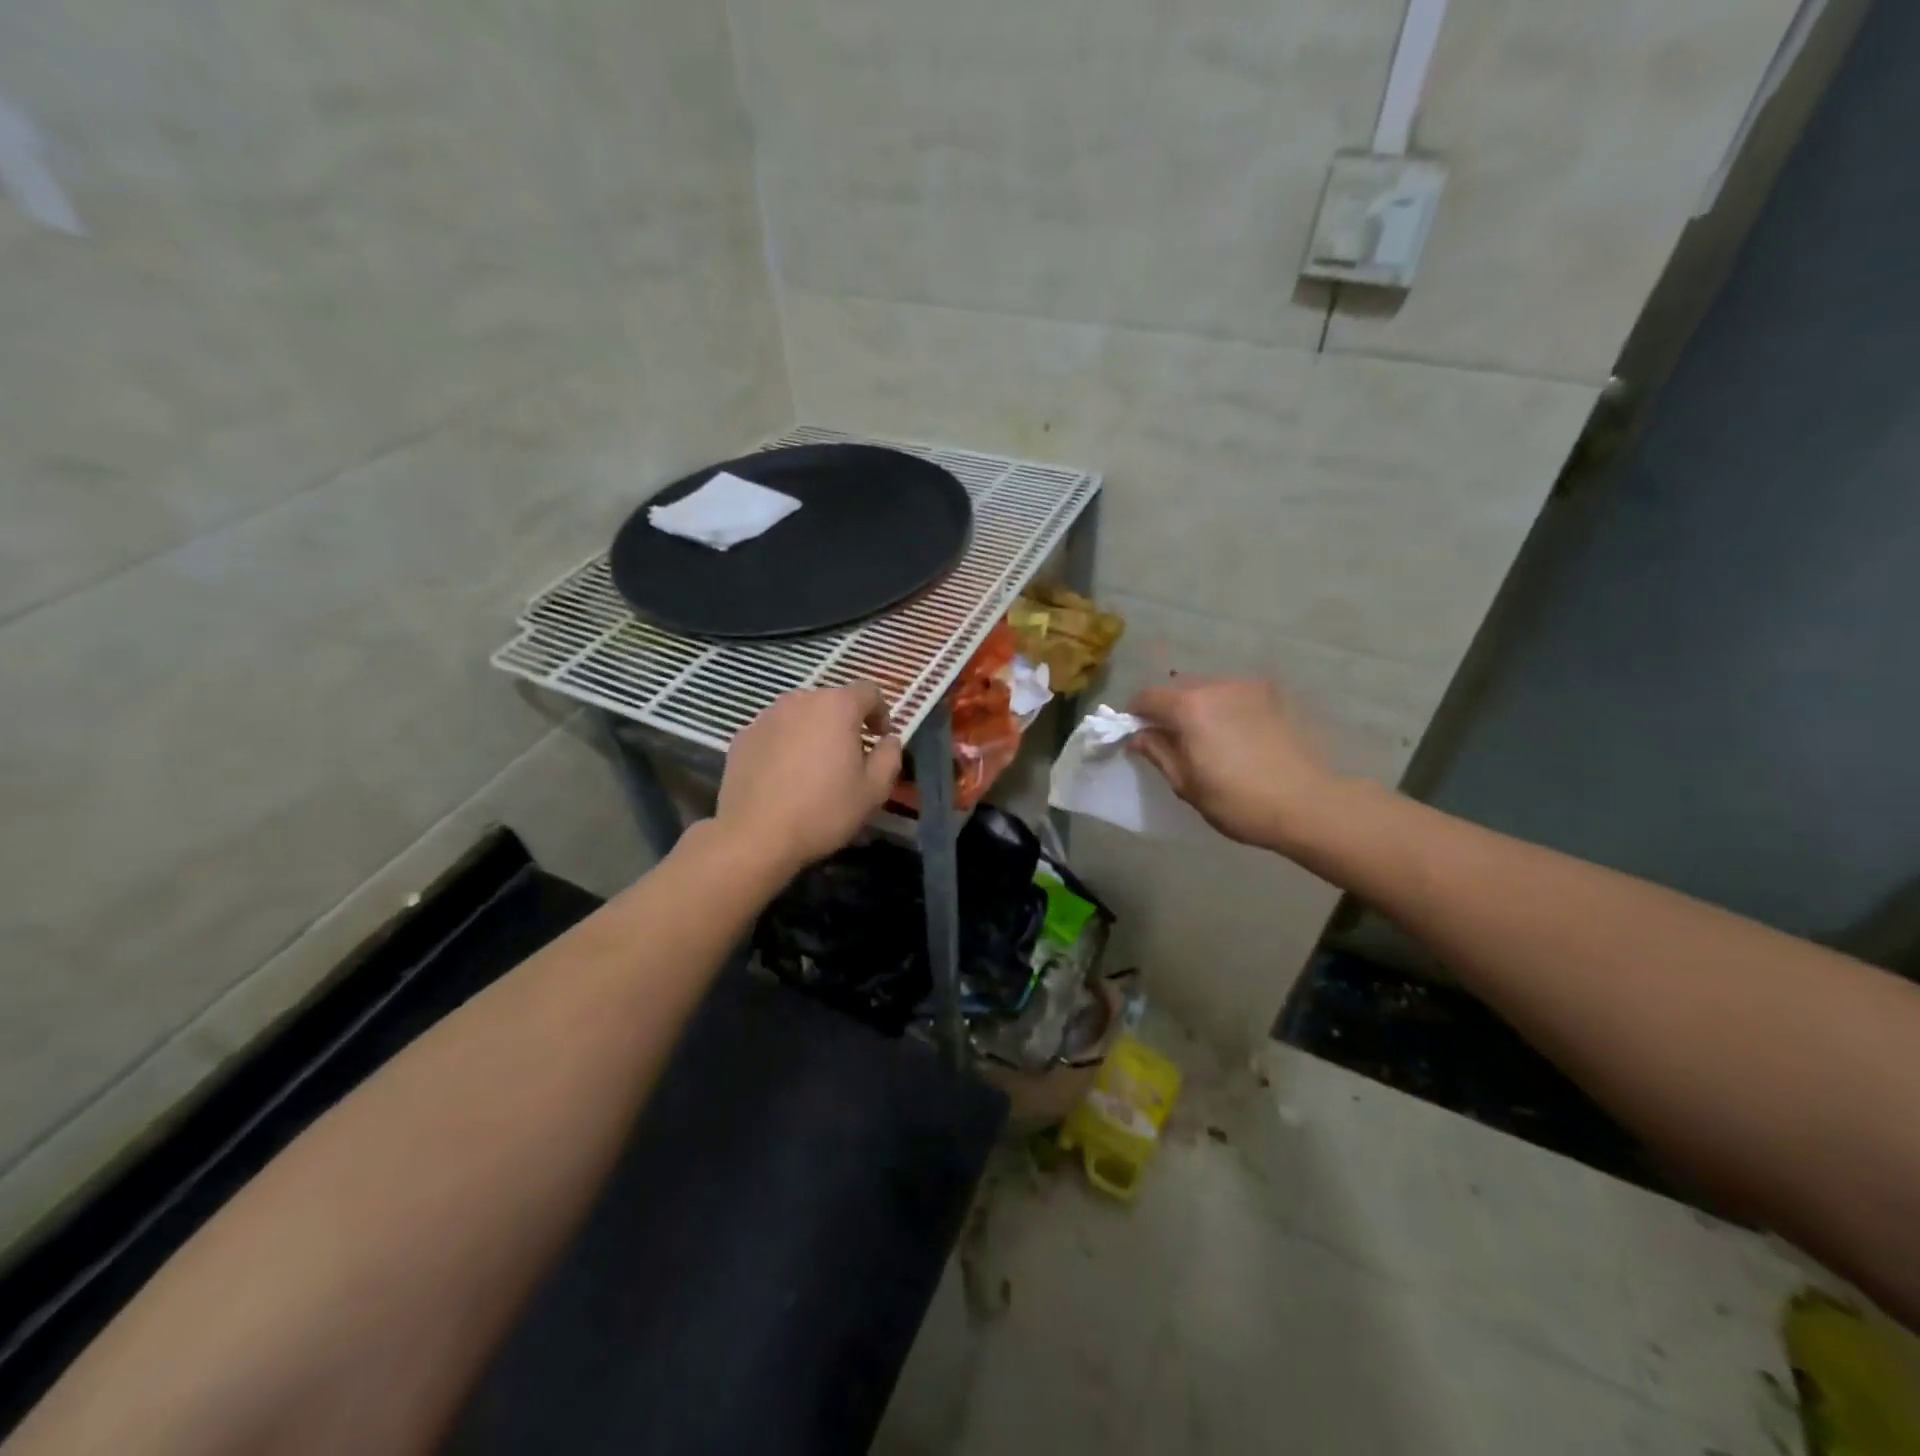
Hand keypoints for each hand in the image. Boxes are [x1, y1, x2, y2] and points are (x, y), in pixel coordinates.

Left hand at [716, 682, 903, 872]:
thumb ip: (890, 757)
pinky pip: (775, 732)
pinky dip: (785, 744)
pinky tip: (784, 776)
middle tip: (850, 756)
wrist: (755, 835)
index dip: (881, 712)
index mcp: (837, 706)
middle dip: (845, 722)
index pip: (868, 691)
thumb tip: (889, 740)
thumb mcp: (874, 791)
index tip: (881, 739)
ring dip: (814, 731)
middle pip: (832, 701)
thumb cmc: (823, 810)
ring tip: (815, 766)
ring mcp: (766, 717)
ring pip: (800, 715)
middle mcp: (800, 701)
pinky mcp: (742, 737)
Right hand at [1127, 677, 1335, 850]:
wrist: (1308, 804)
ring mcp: (1249, 688)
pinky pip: (1236, 695)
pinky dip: (1226, 708)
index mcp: (1190, 707)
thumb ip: (1158, 753)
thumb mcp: (1187, 784)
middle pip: (1178, 688)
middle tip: (1172, 740)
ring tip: (1208, 739)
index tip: (1137, 734)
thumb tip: (1139, 736)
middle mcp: (1217, 686)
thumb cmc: (1238, 801)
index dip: (1135, 714)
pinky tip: (1237, 735)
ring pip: (1209, 689)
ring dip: (1199, 707)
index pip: (1147, 696)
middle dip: (1168, 709)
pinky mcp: (1274, 696)